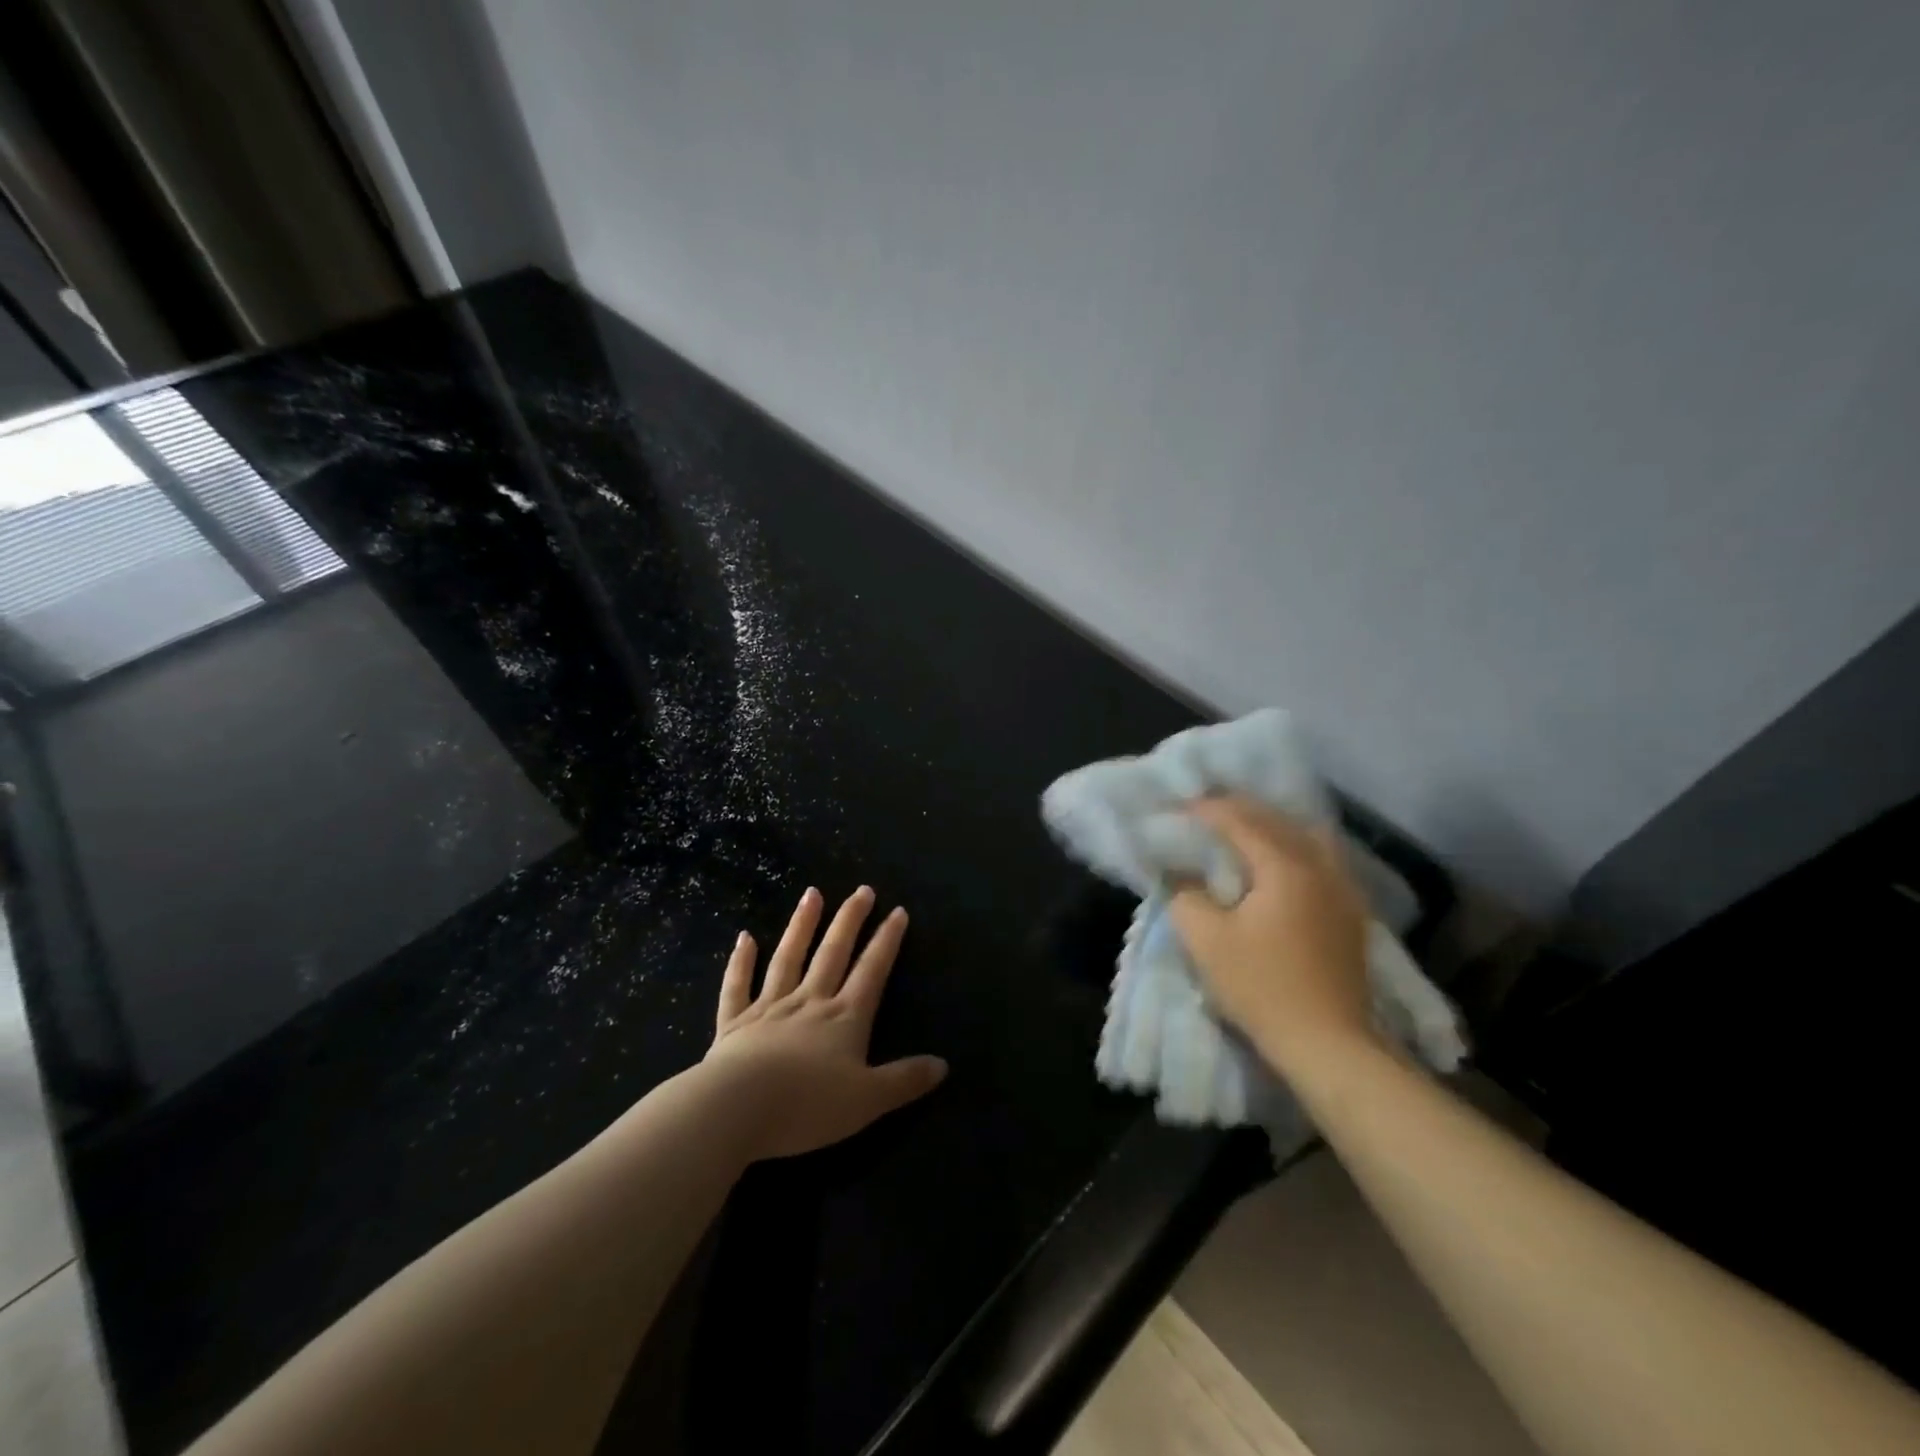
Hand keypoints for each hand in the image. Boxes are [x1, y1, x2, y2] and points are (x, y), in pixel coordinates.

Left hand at [700, 886, 947, 1159]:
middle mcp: (809, 1002)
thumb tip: (943, 1065)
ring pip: (788, 958)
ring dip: (802, 925)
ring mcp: (769, 1008)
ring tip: (812, 893)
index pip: (872, 971)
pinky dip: (741, 962)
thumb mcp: (868, 1100)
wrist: (737, 1109)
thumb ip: (904, 1081)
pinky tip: (744, 938)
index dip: (887, 941)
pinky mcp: (734, 1023)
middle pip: (833, 953)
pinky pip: (737, 986)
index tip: (897, 910)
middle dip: (850, 920)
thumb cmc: (807, 1106)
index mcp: (844, 1018)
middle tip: (862, 889)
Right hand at [1167, 797, 1379, 1076]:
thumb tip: (1182, 876)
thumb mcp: (1205, 940)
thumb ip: (1185, 896)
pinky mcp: (1350, 912)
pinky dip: (1294, 846)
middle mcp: (1320, 867)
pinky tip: (1278, 860)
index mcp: (1285, 866)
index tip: (1177, 808)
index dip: (1206, 810)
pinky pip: (1321, 858)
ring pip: (1307, 835)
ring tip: (1243, 829)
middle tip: (1204, 811)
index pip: (1241, 820)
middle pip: (1278, 820)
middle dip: (1238, 810)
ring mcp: (1343, 889)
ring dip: (1272, 825)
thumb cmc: (1261, 988)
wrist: (1327, 1043)